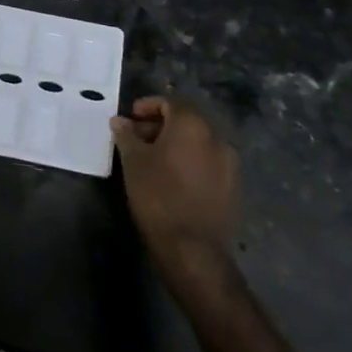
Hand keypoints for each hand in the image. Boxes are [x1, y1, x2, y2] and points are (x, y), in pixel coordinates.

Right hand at [112, 95, 240, 297]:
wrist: (193, 248)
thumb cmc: (158, 195)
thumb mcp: (133, 161)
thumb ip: (126, 135)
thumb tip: (119, 121)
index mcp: (193, 125)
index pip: (171, 102)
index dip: (148, 106)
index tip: (130, 119)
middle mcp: (217, 137)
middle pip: (187, 120)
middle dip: (160, 125)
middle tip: (137, 139)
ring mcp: (229, 163)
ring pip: (198, 142)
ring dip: (175, 144)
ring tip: (152, 160)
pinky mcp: (232, 186)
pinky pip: (208, 162)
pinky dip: (190, 161)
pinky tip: (172, 178)